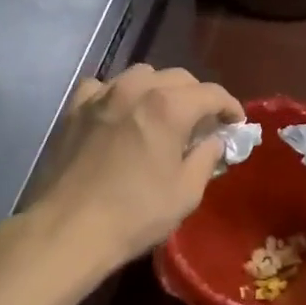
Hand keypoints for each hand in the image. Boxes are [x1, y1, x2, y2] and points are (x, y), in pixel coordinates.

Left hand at [28, 64, 242, 270]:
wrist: (68, 229)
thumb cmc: (135, 214)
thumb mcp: (186, 192)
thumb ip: (206, 157)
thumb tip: (213, 141)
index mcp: (168, 107)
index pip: (211, 93)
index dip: (230, 106)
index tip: (236, 123)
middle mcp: (135, 89)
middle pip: (178, 78)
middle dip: (197, 97)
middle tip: (203, 123)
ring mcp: (101, 95)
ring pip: (141, 75)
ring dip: (159, 90)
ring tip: (163, 115)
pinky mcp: (75, 109)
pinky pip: (103, 87)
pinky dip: (119, 94)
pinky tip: (120, 114)